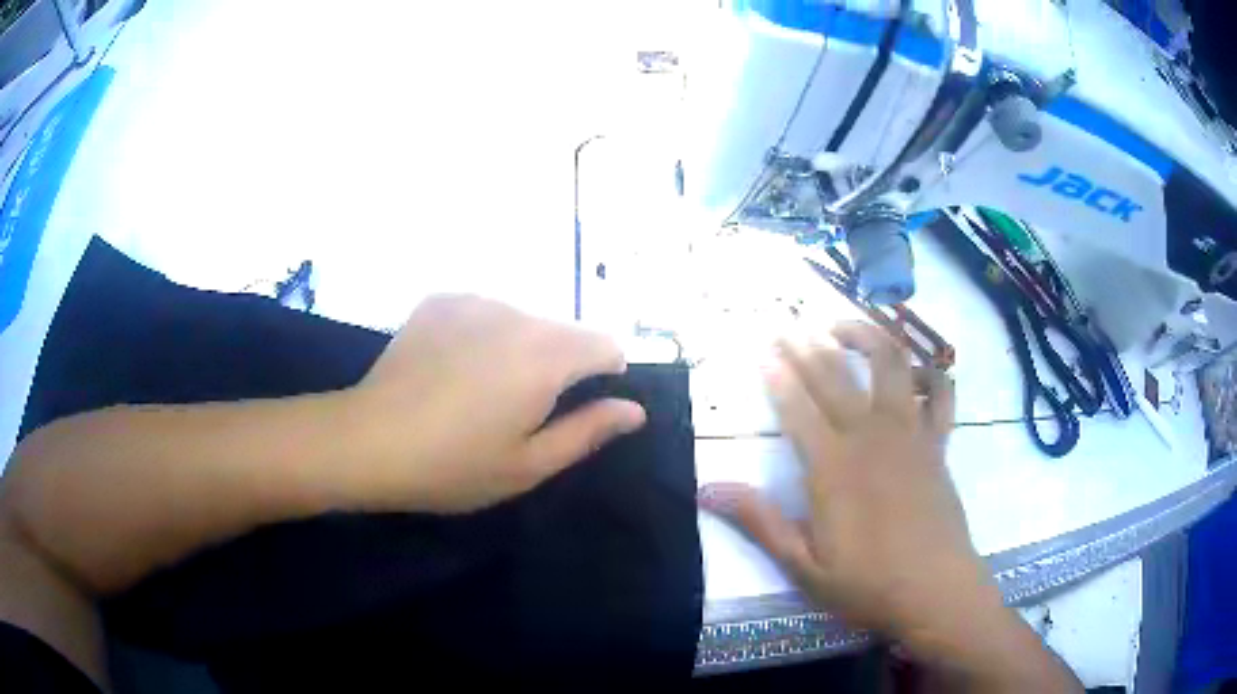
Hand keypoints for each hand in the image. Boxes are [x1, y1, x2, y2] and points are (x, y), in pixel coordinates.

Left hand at [340, 295, 646, 512]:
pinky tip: (453, 367)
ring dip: (521, 347)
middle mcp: (517, 314)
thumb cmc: (453, 465)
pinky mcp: (441, 300)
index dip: (606, 375)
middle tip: (521, 410)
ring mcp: (475, 300)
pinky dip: (484, 334)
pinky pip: (485, 312)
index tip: (580, 407)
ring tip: (481, 390)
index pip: (606, 345)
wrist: (369, 440)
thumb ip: (588, 431)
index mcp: (546, 356)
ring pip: (524, 319)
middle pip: (564, 331)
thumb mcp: (528, 465)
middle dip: (560, 365)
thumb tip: (634, 410)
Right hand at [698, 322, 996, 646]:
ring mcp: (910, 434)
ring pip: (891, 365)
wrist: (935, 590)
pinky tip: (915, 370)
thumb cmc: (867, 583)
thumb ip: (760, 522)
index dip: (777, 376)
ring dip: (867, 337)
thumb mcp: (803, 565)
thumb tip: (707, 490)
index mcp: (833, 468)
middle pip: (836, 377)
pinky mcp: (939, 442)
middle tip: (787, 325)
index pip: (798, 408)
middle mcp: (871, 437)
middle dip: (807, 346)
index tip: (761, 351)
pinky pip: (940, 393)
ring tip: (844, 326)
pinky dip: (930, 373)